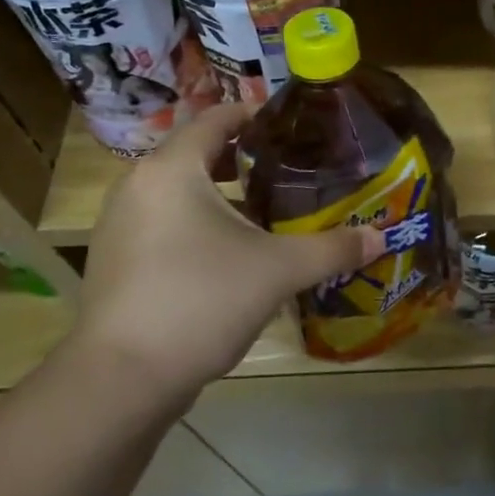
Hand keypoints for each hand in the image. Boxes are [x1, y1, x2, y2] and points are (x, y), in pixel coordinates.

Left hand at [78, 103, 383, 396]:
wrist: (121, 381)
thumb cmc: (201, 301)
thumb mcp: (278, 270)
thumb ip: (332, 248)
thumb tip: (380, 237)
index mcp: (172, 169)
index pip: (215, 117)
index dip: (256, 115)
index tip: (293, 126)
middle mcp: (138, 185)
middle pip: (196, 153)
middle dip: (244, 158)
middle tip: (289, 169)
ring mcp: (119, 225)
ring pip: (178, 191)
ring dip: (220, 194)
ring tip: (266, 211)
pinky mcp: (115, 260)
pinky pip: (163, 222)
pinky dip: (196, 223)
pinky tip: (230, 254)